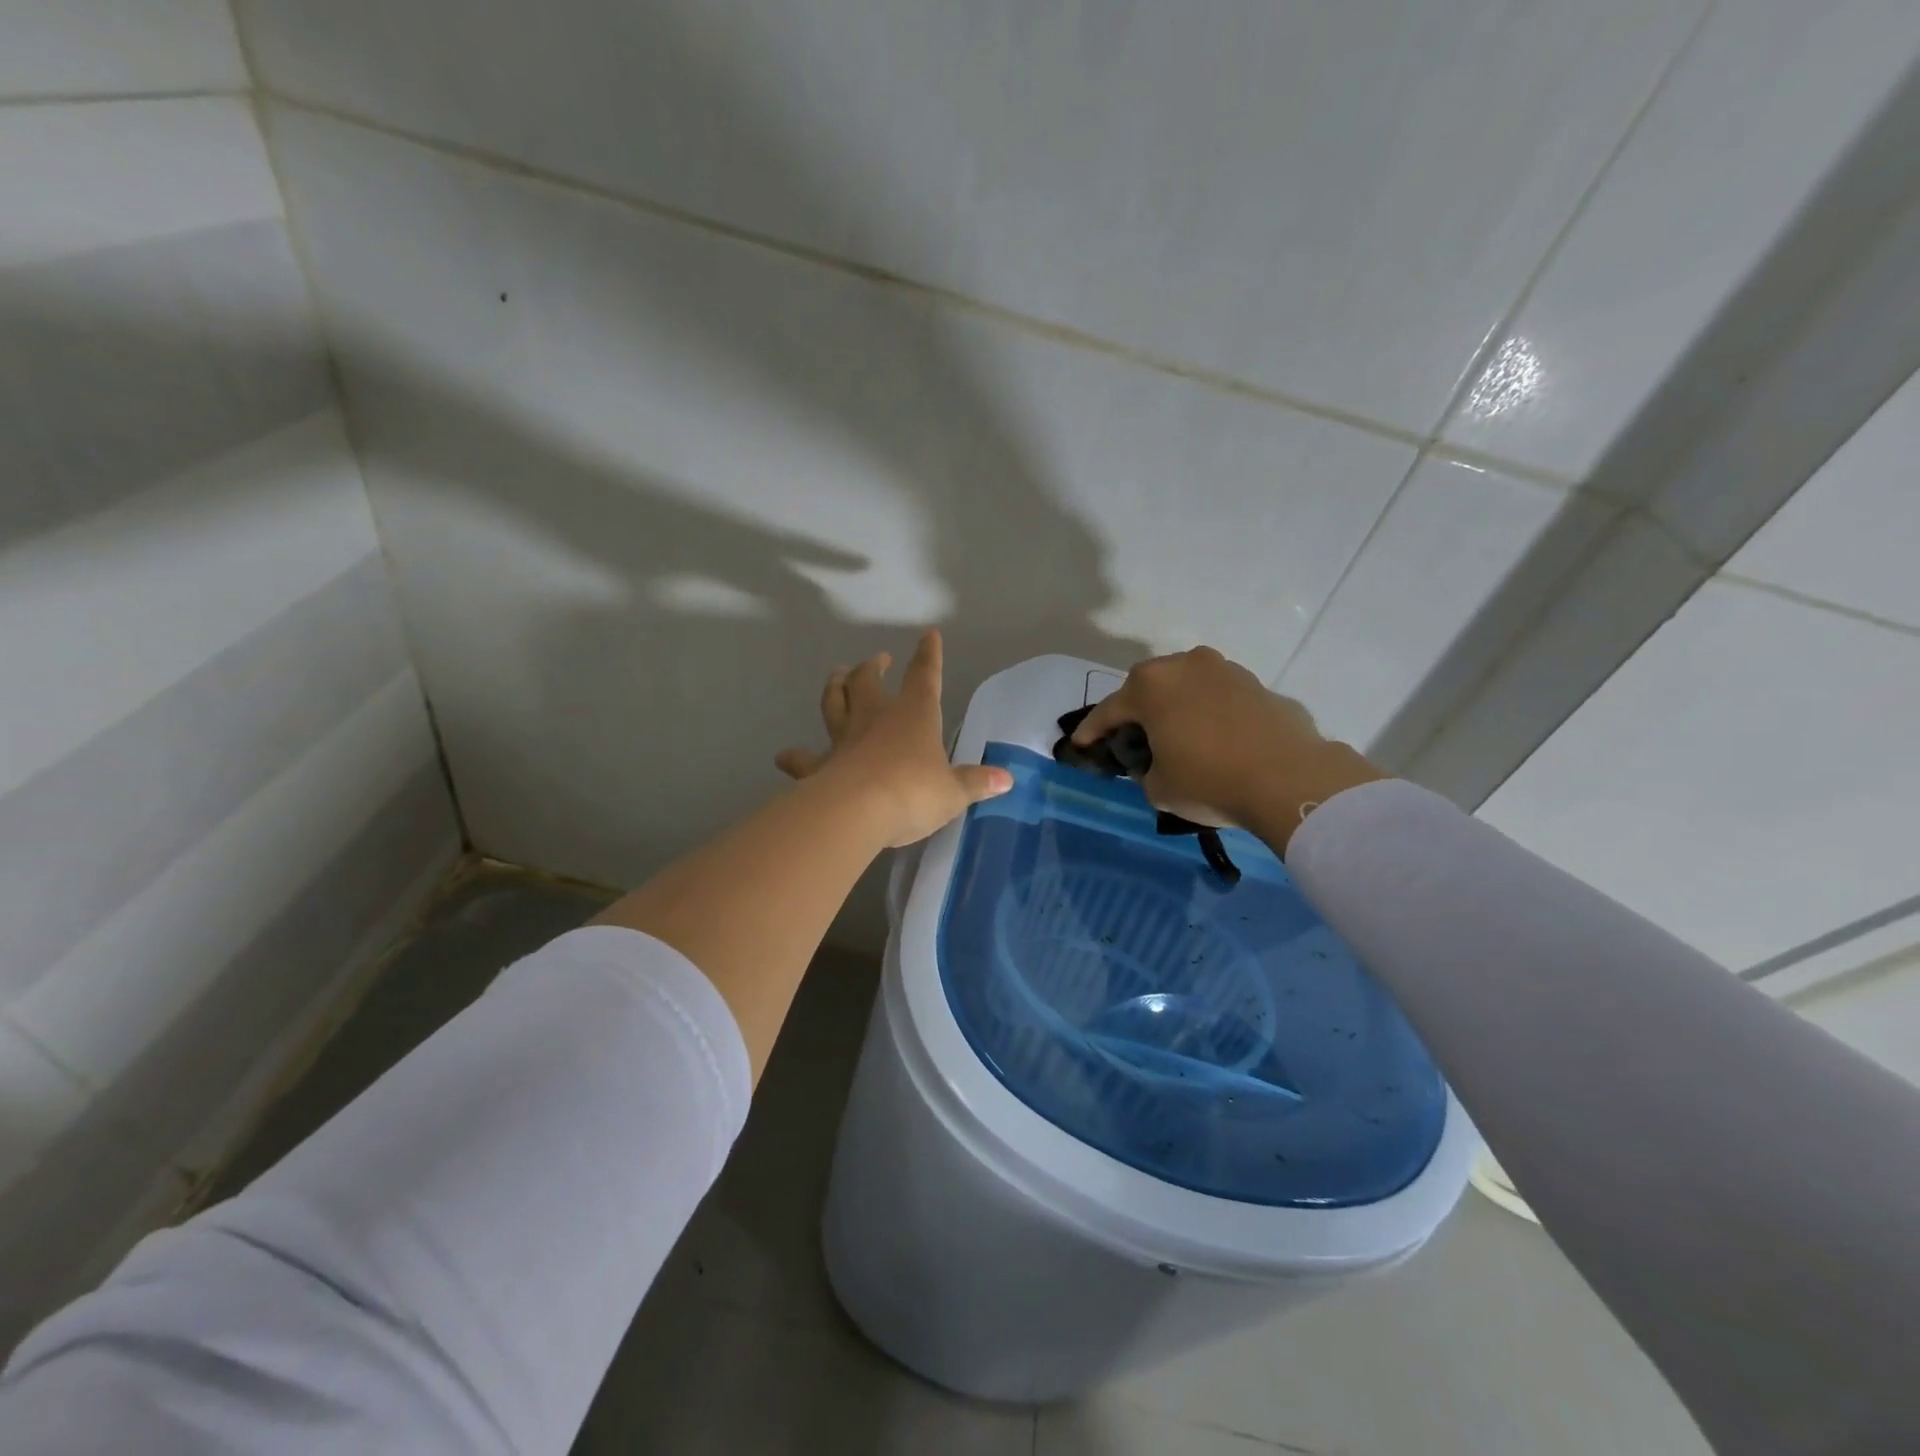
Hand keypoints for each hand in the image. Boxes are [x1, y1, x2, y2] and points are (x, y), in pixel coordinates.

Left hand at [776, 629, 1011, 848]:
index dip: (928, 655)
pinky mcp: (820, 765)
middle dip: (873, 666)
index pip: (924, 676)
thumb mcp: (953, 792)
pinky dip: (795, 757)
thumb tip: (1007, 779)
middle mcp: (876, 718)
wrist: (857, 811)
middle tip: (876, 659)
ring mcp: (844, 739)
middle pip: (869, 681)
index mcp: (914, 715)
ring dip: (835, 687)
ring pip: (834, 703)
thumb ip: (976, 783)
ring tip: (836, 676)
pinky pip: (804, 758)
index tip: (928, 635)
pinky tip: (785, 756)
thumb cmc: (913, 793)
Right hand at [1071, 647, 1383, 851]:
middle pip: (1149, 687)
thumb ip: (1146, 769)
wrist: (1289, 780)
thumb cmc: (1210, 780)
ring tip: (1177, 735)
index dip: (1092, 730)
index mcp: (1151, 686)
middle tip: (1133, 736)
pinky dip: (1210, 714)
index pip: (1109, 710)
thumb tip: (1156, 762)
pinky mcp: (1257, 685)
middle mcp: (1186, 665)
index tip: (1081, 744)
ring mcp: (1226, 670)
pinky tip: (1215, 739)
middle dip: (1137, 710)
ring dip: (1176, 707)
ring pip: (1187, 686)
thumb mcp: (1159, 787)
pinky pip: (1220, 698)